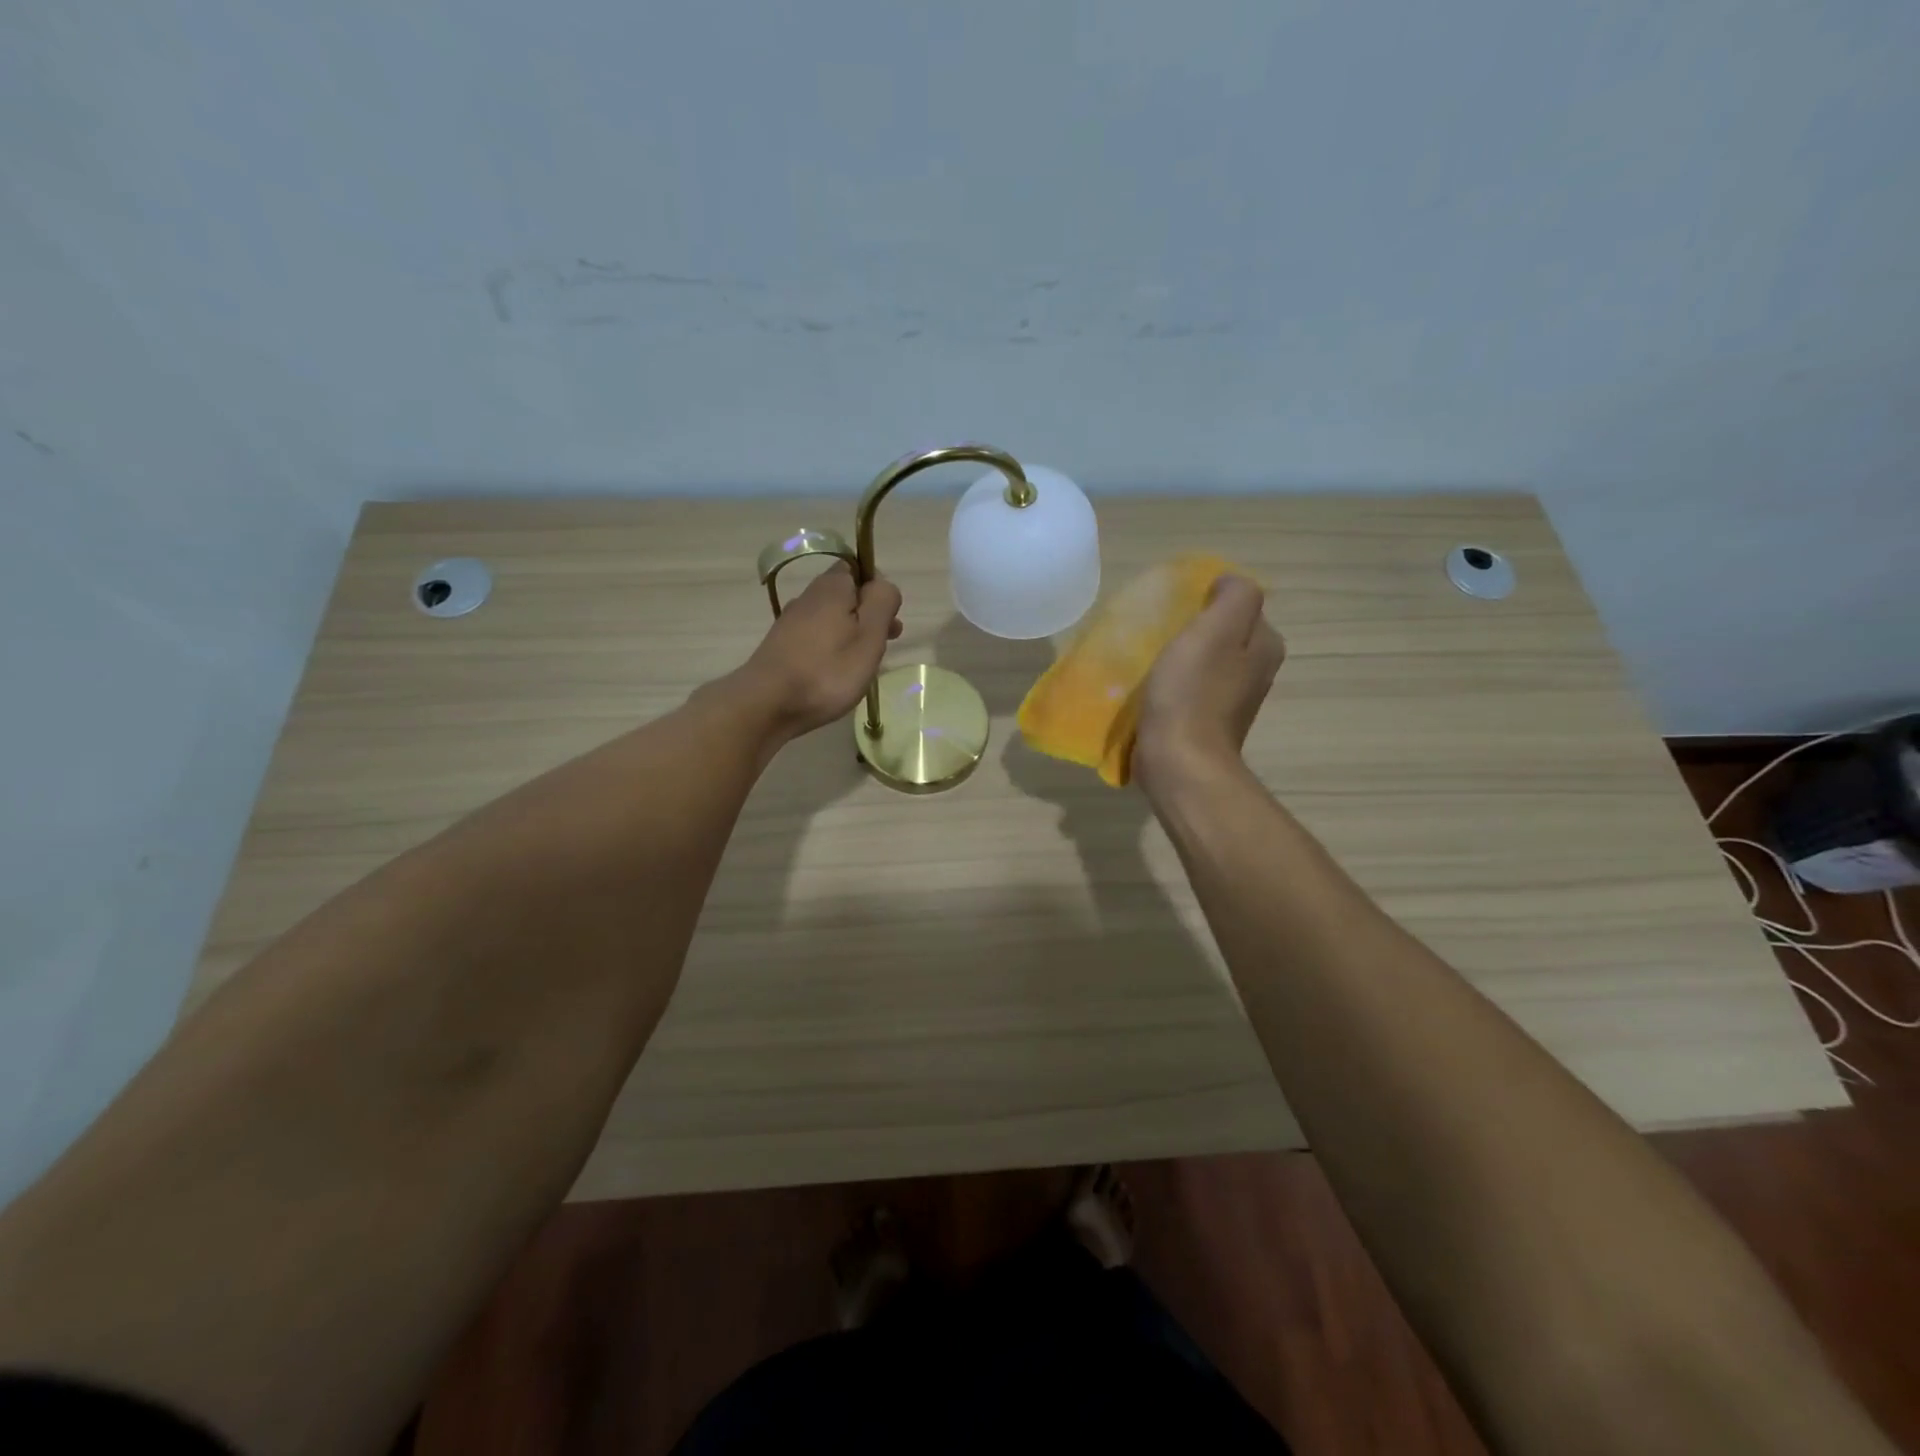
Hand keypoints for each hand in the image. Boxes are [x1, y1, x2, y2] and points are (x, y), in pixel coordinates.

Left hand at [731, 563, 902, 739]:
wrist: (766, 704)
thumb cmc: (827, 671)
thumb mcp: (869, 635)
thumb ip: (882, 603)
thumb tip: (884, 585)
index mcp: (832, 587)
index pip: (859, 568)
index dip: (878, 590)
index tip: (888, 619)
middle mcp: (808, 596)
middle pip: (846, 595)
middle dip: (868, 615)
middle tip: (885, 644)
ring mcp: (791, 622)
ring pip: (831, 618)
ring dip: (851, 634)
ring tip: (864, 664)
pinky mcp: (782, 646)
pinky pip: (816, 638)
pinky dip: (831, 649)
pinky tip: (836, 673)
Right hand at [1134, 575, 1284, 793]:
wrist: (1178, 763)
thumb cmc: (1193, 693)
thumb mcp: (1216, 630)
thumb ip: (1233, 597)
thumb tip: (1227, 584)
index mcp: (1264, 646)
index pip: (1239, 606)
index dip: (1207, 602)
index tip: (1177, 611)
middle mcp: (1254, 673)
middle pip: (1220, 635)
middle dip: (1191, 631)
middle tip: (1158, 633)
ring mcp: (1230, 702)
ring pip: (1203, 663)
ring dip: (1178, 659)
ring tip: (1148, 660)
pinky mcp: (1204, 723)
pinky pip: (1188, 691)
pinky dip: (1171, 686)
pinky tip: (1149, 689)